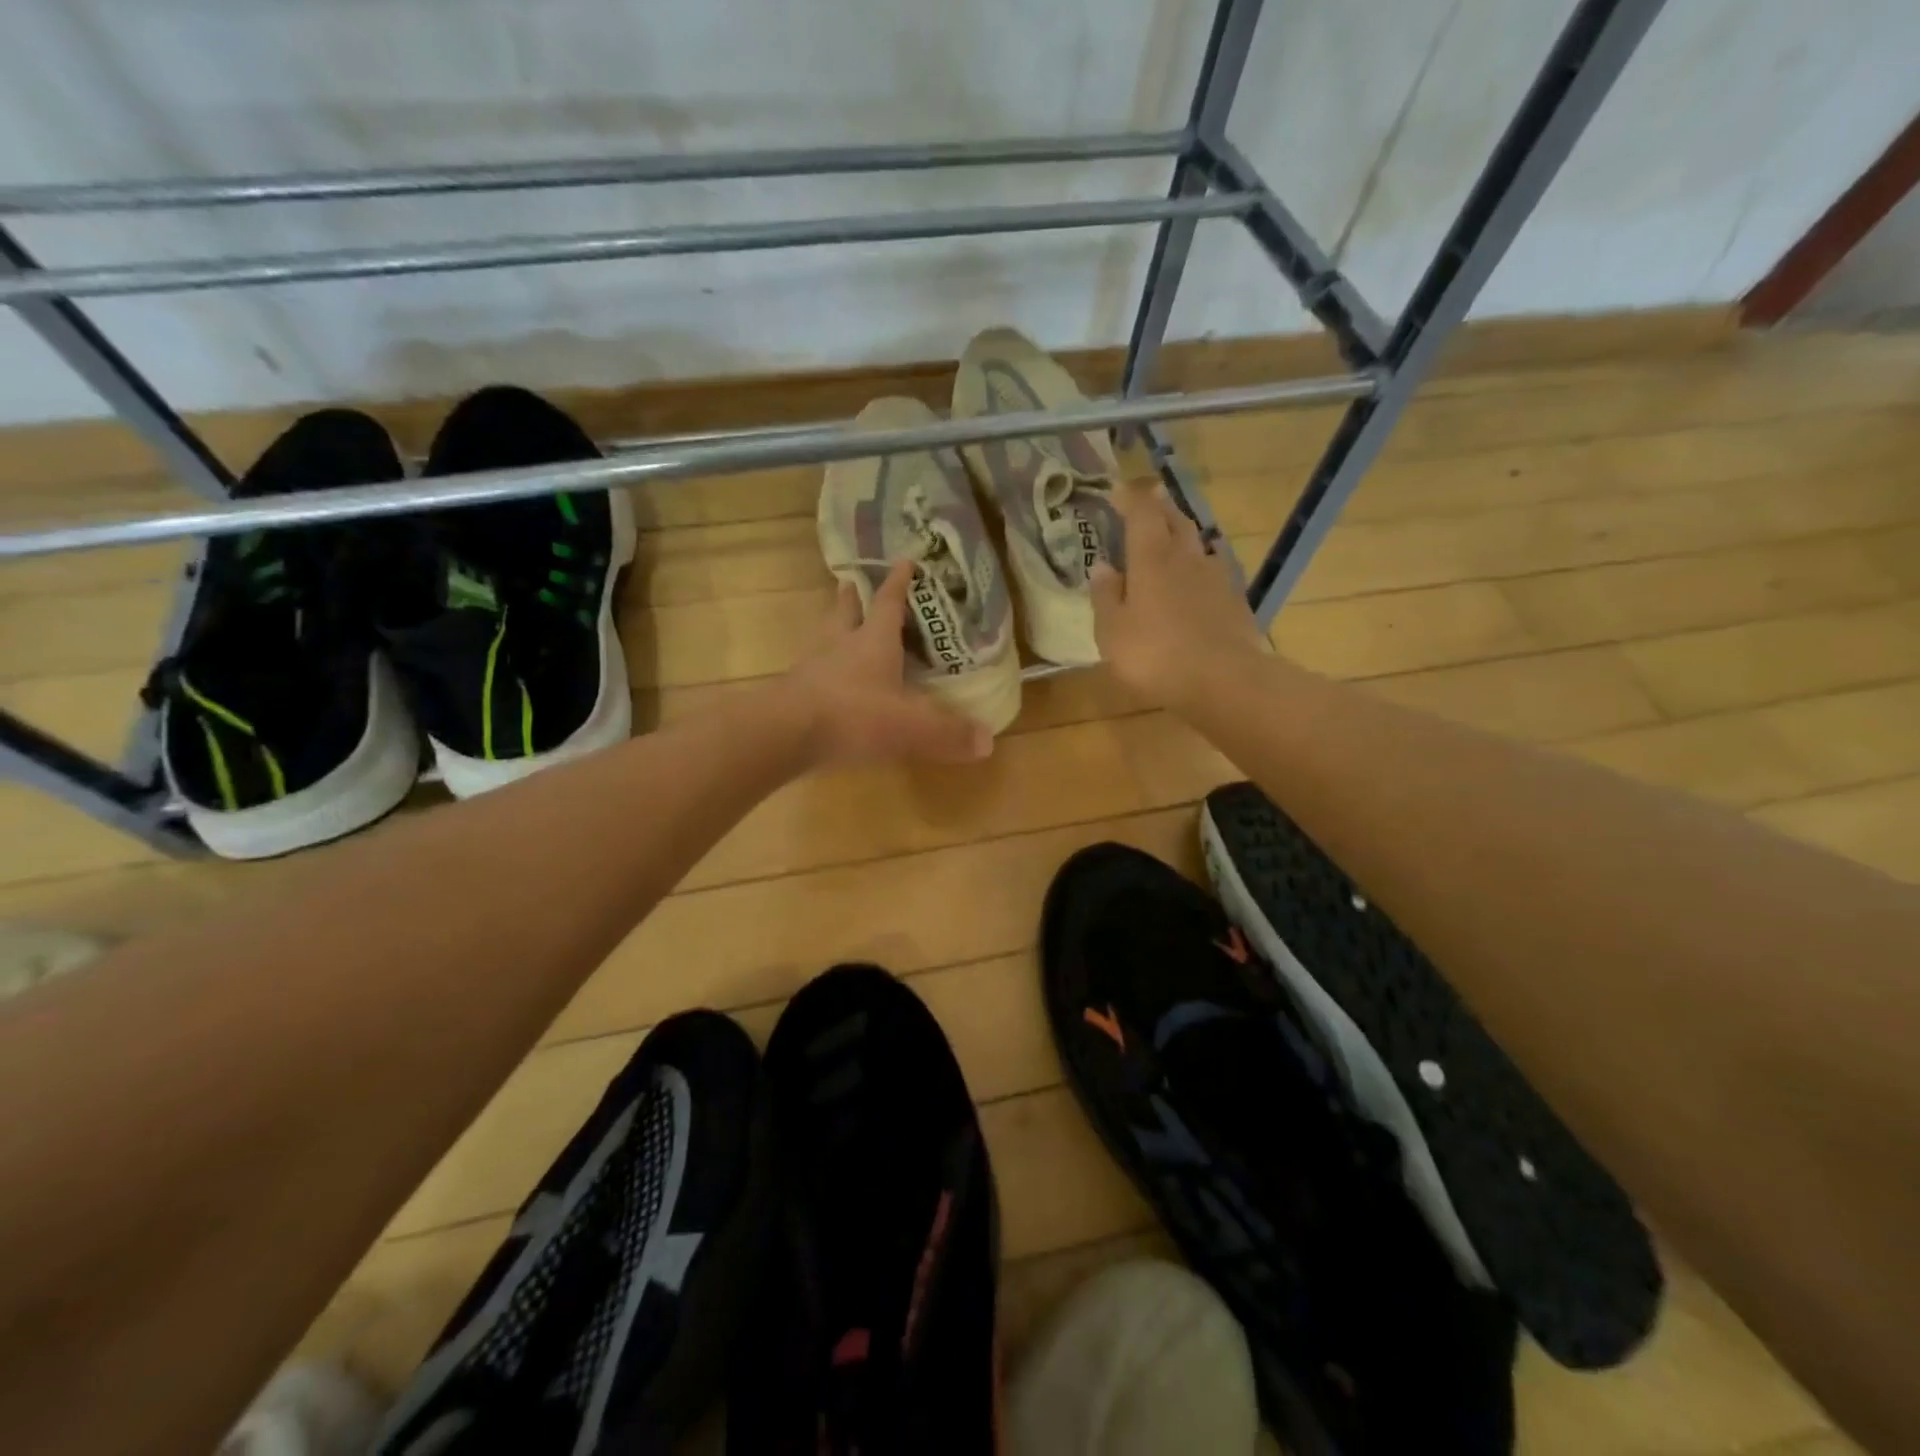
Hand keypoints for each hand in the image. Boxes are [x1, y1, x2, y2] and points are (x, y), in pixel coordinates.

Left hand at [779, 560, 993, 768]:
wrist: (785, 733)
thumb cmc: (854, 716)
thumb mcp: (910, 726)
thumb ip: (948, 733)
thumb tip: (988, 741)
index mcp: (873, 641)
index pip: (890, 602)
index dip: (899, 582)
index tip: (905, 560)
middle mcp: (840, 644)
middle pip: (846, 610)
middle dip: (854, 597)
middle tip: (855, 583)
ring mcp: (813, 666)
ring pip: (824, 636)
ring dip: (834, 627)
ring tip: (840, 627)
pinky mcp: (795, 691)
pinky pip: (813, 670)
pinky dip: (822, 667)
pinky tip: (828, 680)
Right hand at [1091, 483, 1268, 710]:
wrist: (1223, 680)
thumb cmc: (1155, 655)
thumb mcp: (1112, 631)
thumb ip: (1106, 596)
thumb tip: (1102, 567)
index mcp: (1151, 558)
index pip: (1142, 512)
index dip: (1130, 498)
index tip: (1118, 492)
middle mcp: (1186, 557)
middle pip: (1175, 520)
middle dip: (1160, 508)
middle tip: (1147, 505)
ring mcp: (1216, 577)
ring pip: (1198, 543)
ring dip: (1183, 536)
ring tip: (1171, 540)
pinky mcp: (1234, 600)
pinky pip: (1214, 571)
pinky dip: (1200, 568)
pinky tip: (1196, 581)